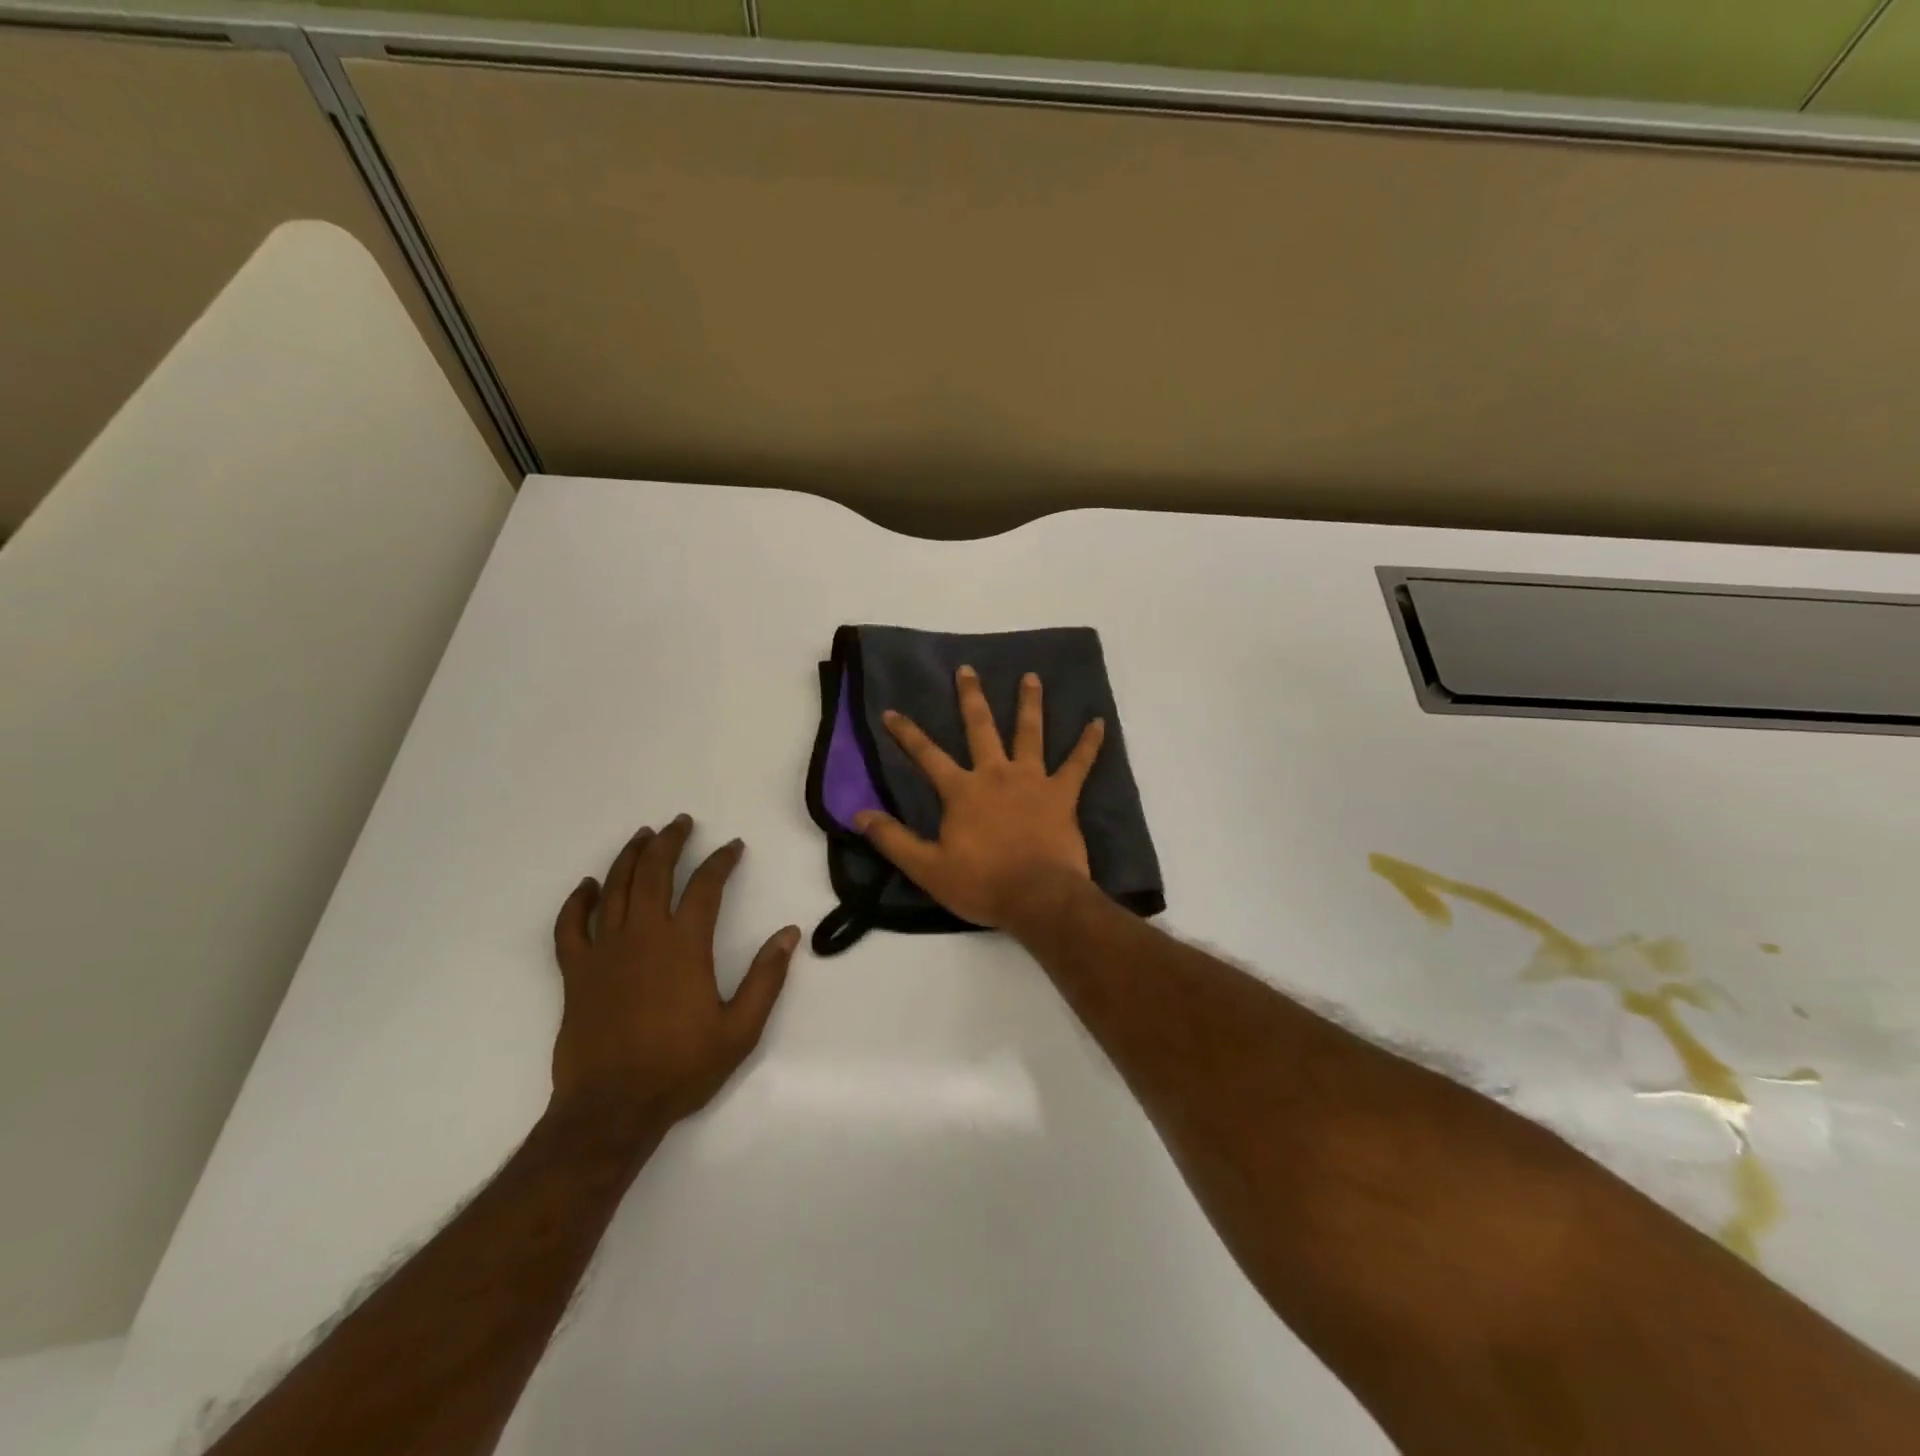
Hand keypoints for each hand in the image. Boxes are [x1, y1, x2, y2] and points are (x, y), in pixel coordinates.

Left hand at [549, 815, 797, 1127]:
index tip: (733, 846)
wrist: (611, 1109)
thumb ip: (766, 978)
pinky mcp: (575, 973)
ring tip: (643, 836)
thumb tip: (788, 934)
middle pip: (653, 874)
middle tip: (681, 823)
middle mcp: (642, 936)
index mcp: (684, 945)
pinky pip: (570, 927)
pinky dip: (577, 902)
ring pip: (614, 889)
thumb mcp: (740, 1029)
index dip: (721, 861)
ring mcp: (604, 952)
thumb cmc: (680, 1068)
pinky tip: (587, 886)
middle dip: (670, 842)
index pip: (705, 886)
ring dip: (629, 857)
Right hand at [856, 666, 1104, 928]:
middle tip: (968, 669)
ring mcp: (1033, 780)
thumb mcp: (927, 867)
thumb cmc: (982, 883)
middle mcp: (996, 774)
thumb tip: (858, 814)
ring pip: (1030, 733)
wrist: (1038, 897)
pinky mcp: (1062, 794)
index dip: (906, 733)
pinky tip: (1099, 722)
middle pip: (981, 728)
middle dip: (971, 697)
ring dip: (1029, 703)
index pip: (926, 755)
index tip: (891, 711)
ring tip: (1031, 677)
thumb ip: (893, 839)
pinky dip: (1089, 743)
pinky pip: (1079, 763)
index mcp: (962, 791)